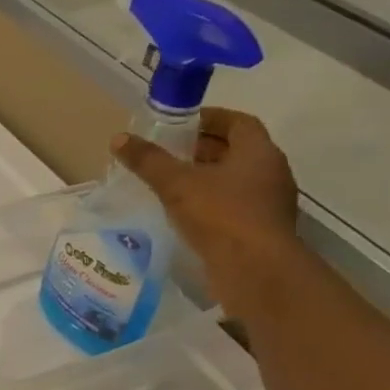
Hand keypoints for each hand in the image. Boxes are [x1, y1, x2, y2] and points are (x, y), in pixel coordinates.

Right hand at [112, 107, 300, 317]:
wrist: (256, 272)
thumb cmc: (221, 216)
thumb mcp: (176, 184)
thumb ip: (148, 160)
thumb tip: (119, 139)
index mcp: (259, 152)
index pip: (238, 122)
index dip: (209, 118)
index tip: (179, 123)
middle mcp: (270, 173)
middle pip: (234, 150)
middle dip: (200, 148)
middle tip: (165, 152)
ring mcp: (268, 203)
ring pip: (232, 180)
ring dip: (203, 177)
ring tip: (167, 183)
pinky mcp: (260, 230)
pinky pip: (232, 205)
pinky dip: (208, 202)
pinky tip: (181, 212)